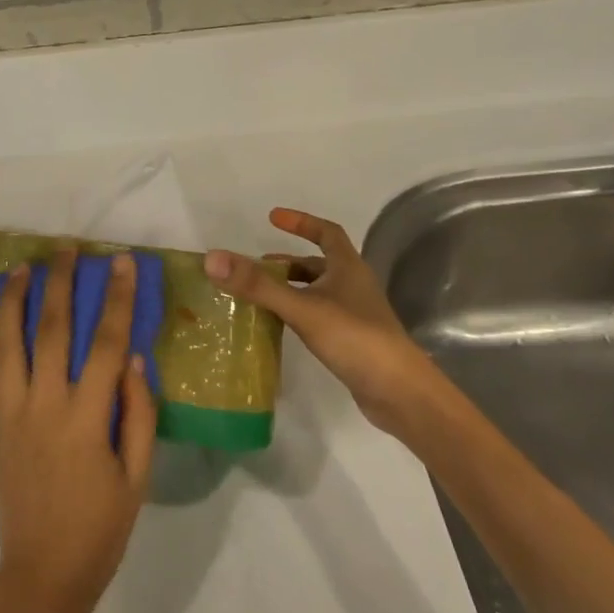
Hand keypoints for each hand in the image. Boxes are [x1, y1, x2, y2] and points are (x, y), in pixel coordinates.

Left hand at [0, 247, 156, 612]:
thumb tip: (134, 357)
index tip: (122, 262)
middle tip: (66, 249)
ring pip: (8, 342)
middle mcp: (44, 406)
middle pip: (51, 329)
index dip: (116, 298)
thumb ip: (138, 413)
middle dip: (60, 283)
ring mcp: (11, 413)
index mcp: (85, 419)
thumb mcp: (137, 477)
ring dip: (15, 300)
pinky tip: (1, 316)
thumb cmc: (99, 528)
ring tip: (23, 267)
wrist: (41, 576)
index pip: (105, 343)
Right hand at [205, 208, 433, 438]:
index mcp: (348, 267)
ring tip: (261, 297)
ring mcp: (355, 314)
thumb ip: (258, 285)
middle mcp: (353, 285)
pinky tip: (281, 327)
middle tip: (256, 267)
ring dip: (291, 289)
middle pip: (319, 263)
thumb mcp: (302, 308)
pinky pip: (319, 316)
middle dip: (288, 262)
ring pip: (318, 292)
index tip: (272, 218)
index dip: (301, 222)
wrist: (400, 393)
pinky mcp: (353, 341)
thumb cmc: (355, 338)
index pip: (326, 232)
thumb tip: (213, 258)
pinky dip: (298, 313)